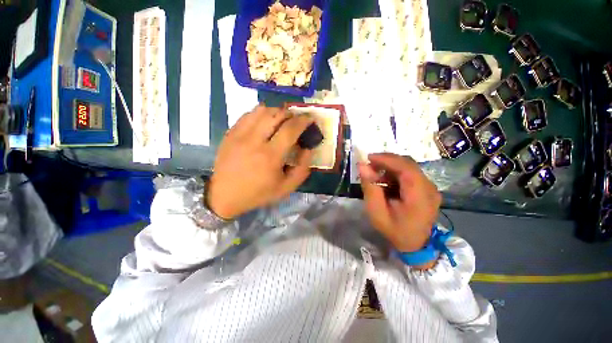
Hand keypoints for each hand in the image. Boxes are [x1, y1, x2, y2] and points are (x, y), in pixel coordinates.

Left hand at [207, 105, 314, 219]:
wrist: (225, 195)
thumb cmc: (258, 193)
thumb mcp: (286, 187)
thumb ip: (302, 169)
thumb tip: (308, 148)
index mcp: (270, 156)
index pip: (290, 129)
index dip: (303, 121)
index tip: (309, 119)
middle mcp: (255, 141)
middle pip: (276, 115)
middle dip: (291, 113)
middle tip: (296, 119)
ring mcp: (240, 135)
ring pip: (261, 111)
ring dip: (276, 111)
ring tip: (281, 119)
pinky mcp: (230, 133)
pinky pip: (248, 114)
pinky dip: (260, 113)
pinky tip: (265, 121)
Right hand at [359, 153, 441, 252]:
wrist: (415, 245)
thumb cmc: (394, 230)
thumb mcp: (377, 212)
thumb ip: (370, 188)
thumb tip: (362, 166)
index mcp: (419, 196)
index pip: (406, 168)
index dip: (387, 159)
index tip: (368, 158)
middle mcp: (429, 188)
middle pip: (408, 164)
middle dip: (386, 161)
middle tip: (369, 164)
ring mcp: (430, 187)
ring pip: (408, 166)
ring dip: (390, 166)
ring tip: (374, 172)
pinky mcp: (426, 188)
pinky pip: (410, 173)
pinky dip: (395, 172)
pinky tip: (384, 179)